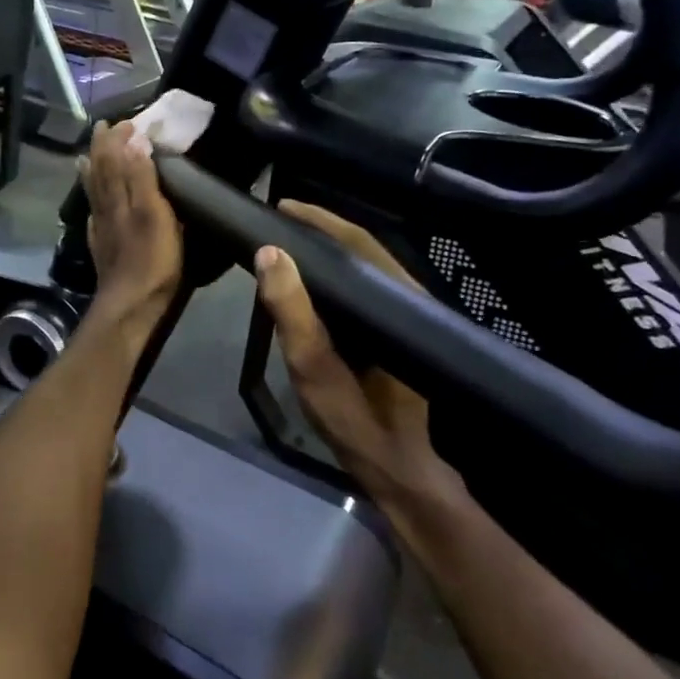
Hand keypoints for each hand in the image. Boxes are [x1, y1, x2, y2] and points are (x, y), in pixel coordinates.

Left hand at [81, 121, 182, 335]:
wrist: (131, 303)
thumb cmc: (152, 259)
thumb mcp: (155, 214)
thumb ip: (143, 178)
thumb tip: (134, 142)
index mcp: (121, 197)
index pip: (115, 159)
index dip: (118, 140)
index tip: (126, 121)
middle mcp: (107, 208)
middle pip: (100, 172)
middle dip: (101, 148)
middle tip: (102, 128)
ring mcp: (102, 228)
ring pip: (94, 192)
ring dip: (92, 170)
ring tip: (86, 155)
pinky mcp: (102, 246)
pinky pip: (94, 214)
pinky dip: (93, 201)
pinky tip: (93, 202)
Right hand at [254, 201, 467, 510]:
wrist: (399, 471)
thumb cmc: (357, 422)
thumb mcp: (315, 369)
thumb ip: (292, 312)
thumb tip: (270, 252)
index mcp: (397, 302)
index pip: (357, 242)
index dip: (319, 220)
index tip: (281, 207)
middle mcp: (409, 299)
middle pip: (364, 249)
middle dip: (321, 228)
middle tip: (278, 220)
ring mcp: (407, 316)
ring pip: (366, 266)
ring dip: (329, 249)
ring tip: (288, 240)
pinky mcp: (398, 332)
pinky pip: (366, 287)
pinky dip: (337, 273)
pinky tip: (311, 278)